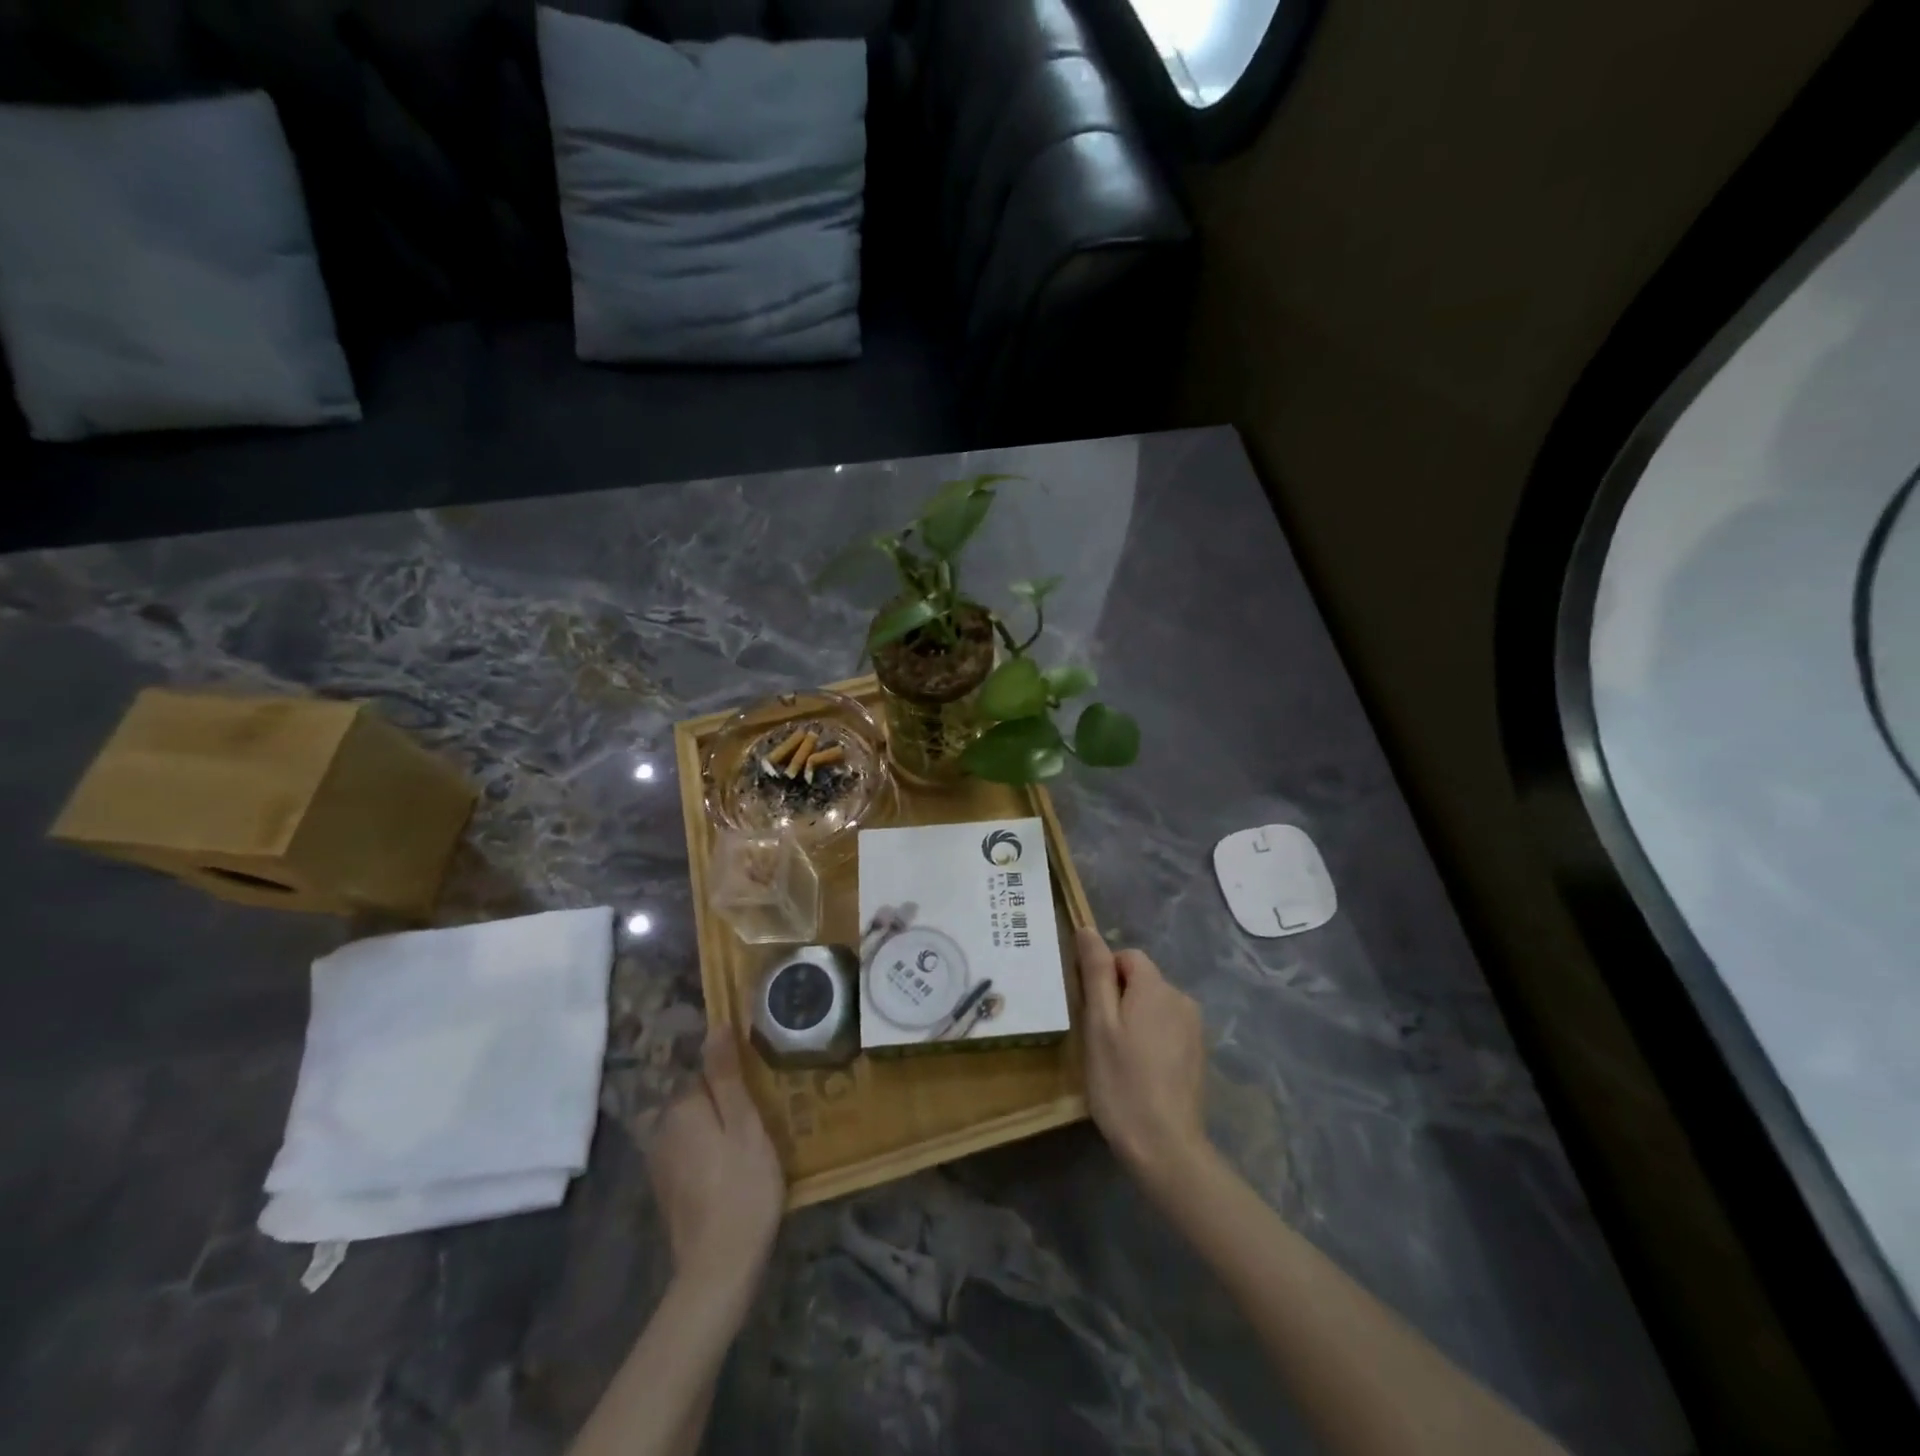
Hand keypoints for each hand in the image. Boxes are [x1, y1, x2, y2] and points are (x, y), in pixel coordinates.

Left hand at [649, 1028, 785, 1309]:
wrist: (719, 1269)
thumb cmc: (742, 1188)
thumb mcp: (745, 1124)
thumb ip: (726, 1075)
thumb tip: (716, 1025)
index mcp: (681, 1107)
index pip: (707, 1071)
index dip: (736, 1077)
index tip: (761, 1089)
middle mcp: (662, 1129)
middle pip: (699, 1098)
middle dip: (726, 1102)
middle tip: (763, 1117)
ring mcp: (661, 1162)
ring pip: (696, 1126)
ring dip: (719, 1128)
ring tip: (754, 1142)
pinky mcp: (668, 1189)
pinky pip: (691, 1152)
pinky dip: (711, 1153)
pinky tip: (735, 1168)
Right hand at [1078, 928, 1210, 1192]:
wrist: (1165, 1146)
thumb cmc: (1121, 1081)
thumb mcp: (1098, 1023)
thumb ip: (1095, 973)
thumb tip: (1088, 929)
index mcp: (1156, 987)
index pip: (1127, 956)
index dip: (1104, 975)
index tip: (1091, 1010)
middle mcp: (1181, 999)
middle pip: (1142, 980)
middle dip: (1119, 998)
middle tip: (1100, 1037)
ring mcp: (1194, 1028)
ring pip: (1154, 1005)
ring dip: (1134, 1019)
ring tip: (1118, 1057)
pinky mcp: (1198, 1054)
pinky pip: (1167, 1028)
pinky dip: (1151, 1039)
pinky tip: (1140, 1071)